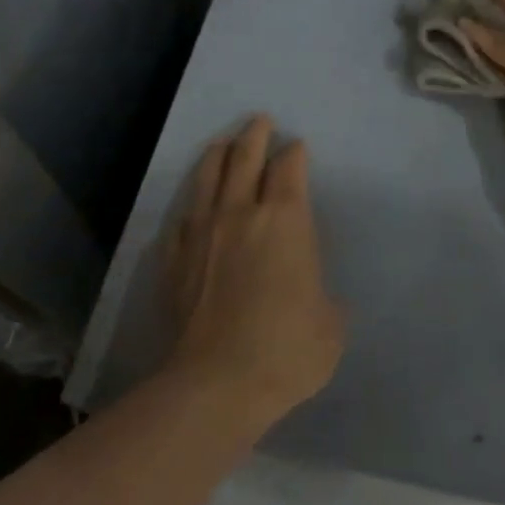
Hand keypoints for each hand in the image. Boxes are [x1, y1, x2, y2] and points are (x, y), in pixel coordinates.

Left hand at [163, 116, 343, 426]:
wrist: (216, 384)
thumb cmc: (287, 350)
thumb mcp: (330, 326)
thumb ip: (324, 299)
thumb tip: (312, 296)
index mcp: (286, 220)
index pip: (289, 168)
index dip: (294, 153)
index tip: (296, 146)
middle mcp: (242, 213)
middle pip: (245, 158)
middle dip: (254, 135)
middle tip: (259, 120)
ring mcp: (202, 233)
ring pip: (208, 179)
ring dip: (218, 156)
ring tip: (222, 144)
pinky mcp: (174, 259)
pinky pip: (182, 220)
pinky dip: (191, 208)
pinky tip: (192, 211)